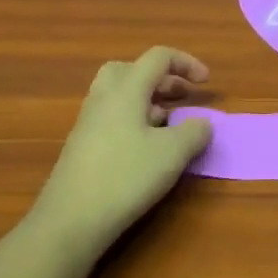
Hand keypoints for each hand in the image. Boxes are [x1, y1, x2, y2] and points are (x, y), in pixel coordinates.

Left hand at [33, 47, 212, 254]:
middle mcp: (103, 98)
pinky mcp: (82, 146)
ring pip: (119, 95)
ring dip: (147, 100)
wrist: (70, 220)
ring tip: (169, 123)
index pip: (158, 57)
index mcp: (126, 90)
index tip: (206, 82)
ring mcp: (88, 123)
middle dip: (161, 78)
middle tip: (181, 96)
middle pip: (131, 69)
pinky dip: (134, 121)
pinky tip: (146, 149)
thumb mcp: (173, 153)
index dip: (186, 63)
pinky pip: (112, 118)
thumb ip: (195, 132)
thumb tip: (203, 123)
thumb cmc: (125, 177)